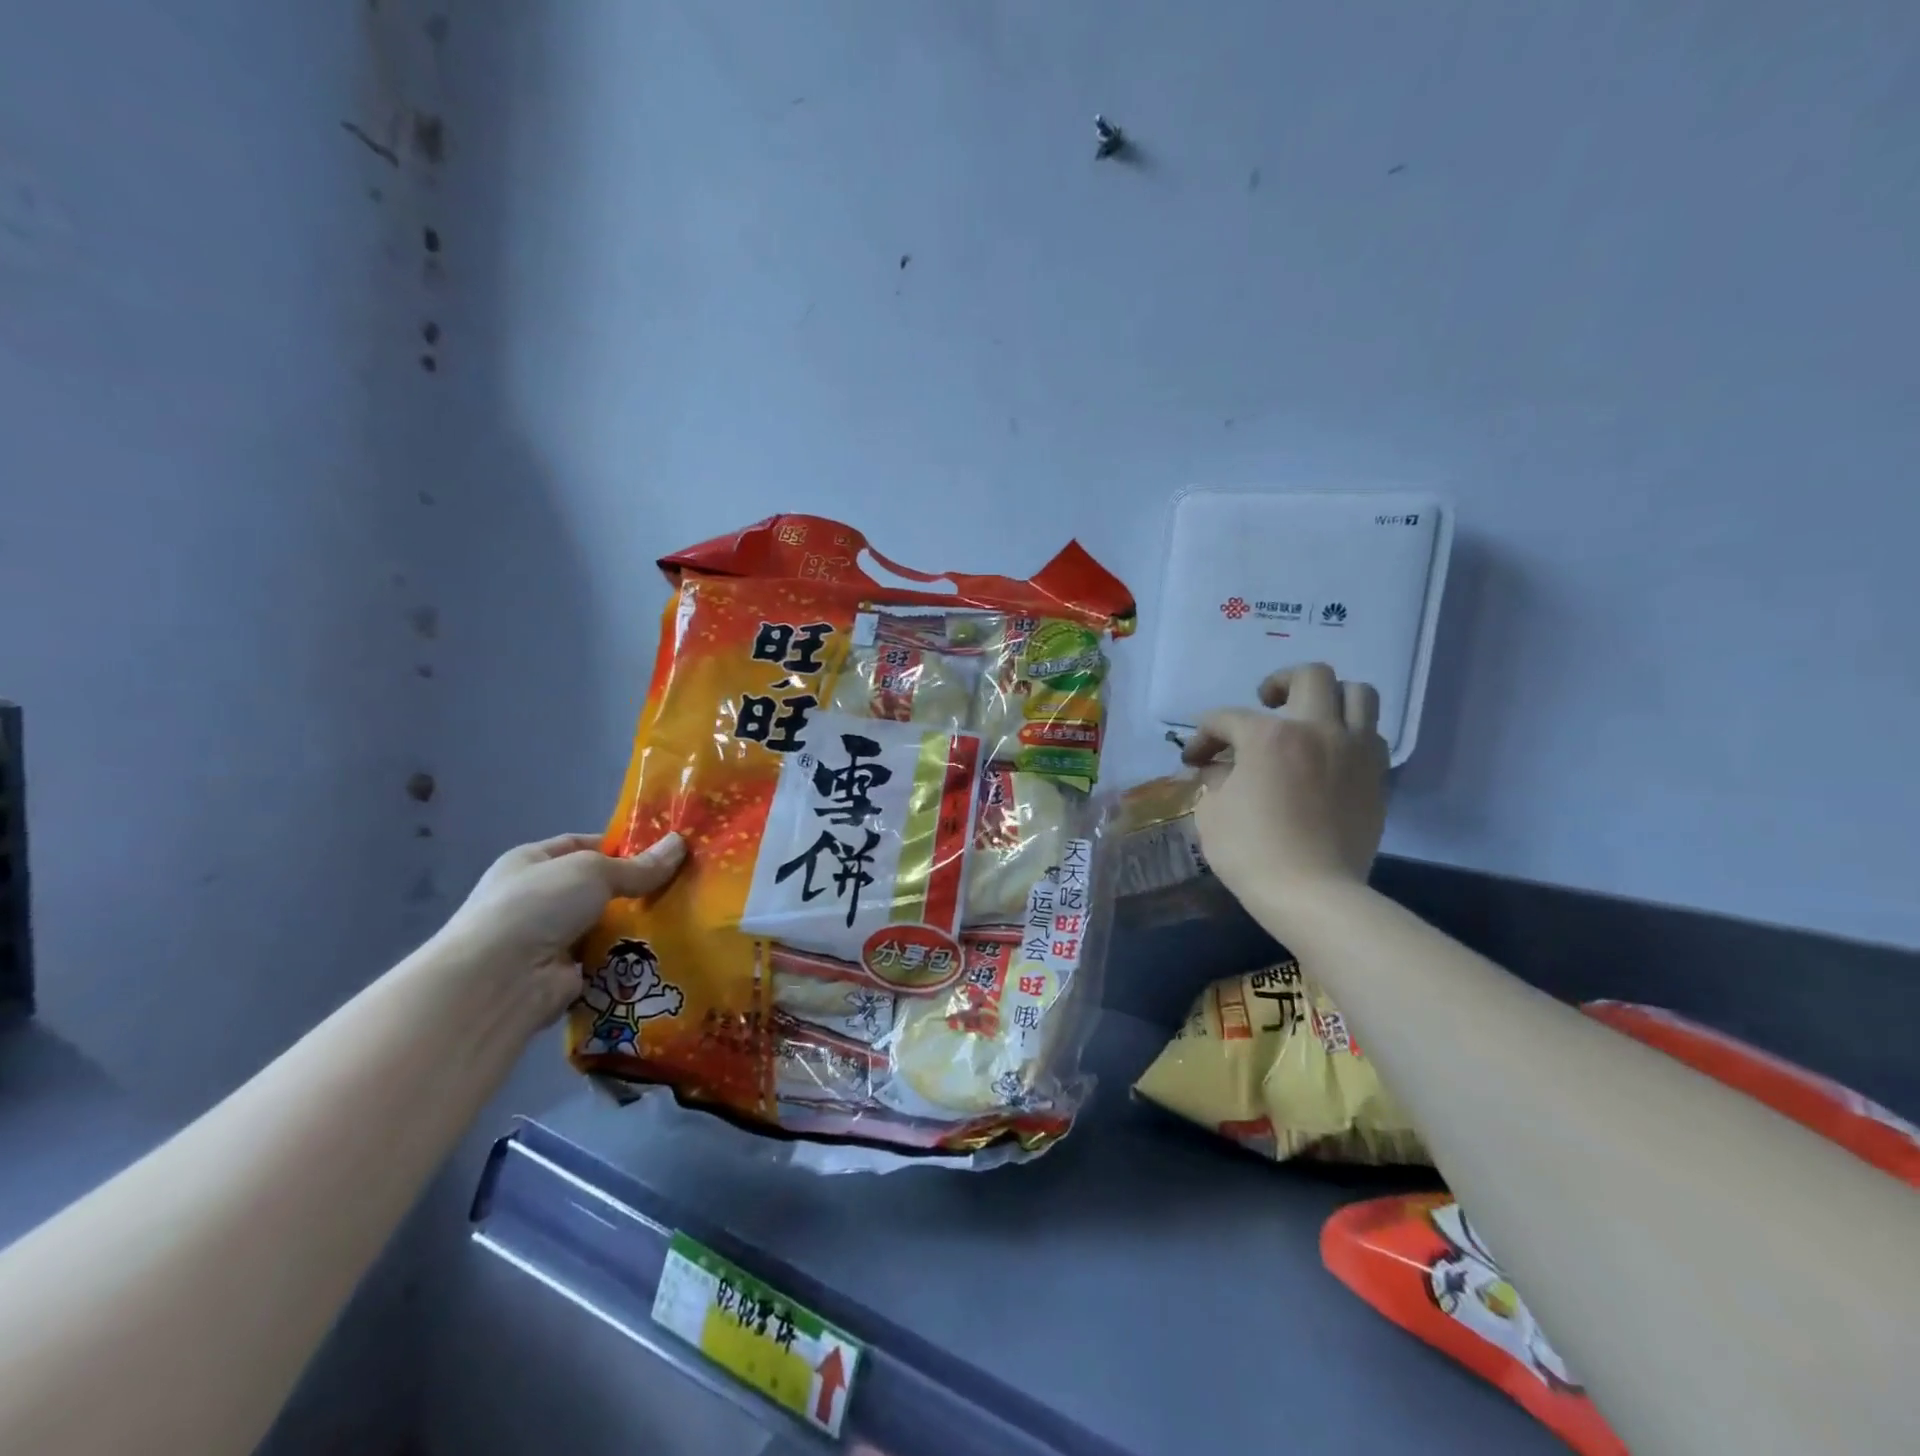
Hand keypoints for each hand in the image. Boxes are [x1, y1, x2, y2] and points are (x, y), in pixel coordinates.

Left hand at [437, 832, 685, 1022]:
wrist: (497, 982)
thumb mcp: (593, 871)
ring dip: (635, 926)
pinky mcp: (562, 977)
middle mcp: (535, 899)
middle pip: (597, 888)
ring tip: (683, 918)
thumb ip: (638, 865)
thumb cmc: (537, 906)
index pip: (581, 845)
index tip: (662, 852)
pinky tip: (665, 952)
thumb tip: (680, 844)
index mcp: (530, 862)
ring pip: (604, 925)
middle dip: (635, 888)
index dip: (620, 846)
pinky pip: (605, 961)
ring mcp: (547, 940)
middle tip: (682, 885)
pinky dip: (628, 960)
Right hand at [1180, 665, 1387, 934]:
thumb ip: (1215, 779)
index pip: (1227, 718)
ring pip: (1358, 694)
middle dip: (1280, 683)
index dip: (1203, 735)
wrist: (1313, 894)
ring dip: (1330, 697)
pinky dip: (1350, 732)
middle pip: (1310, 676)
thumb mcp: (1213, 812)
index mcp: (1269, 736)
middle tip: (1265, 704)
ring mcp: (1355, 750)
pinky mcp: (1377, 776)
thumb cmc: (1252, 852)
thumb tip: (1219, 769)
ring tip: (1309, 719)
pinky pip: (1371, 733)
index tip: (1194, 760)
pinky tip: (1330, 753)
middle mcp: (1318, 729)